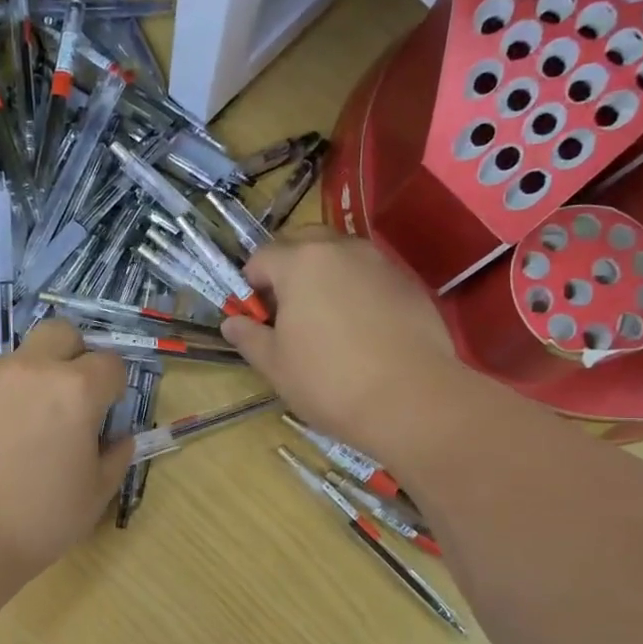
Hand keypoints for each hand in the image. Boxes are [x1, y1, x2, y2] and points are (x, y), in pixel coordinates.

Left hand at [0, 319, 133, 578]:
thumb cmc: (38, 520)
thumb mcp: (95, 495)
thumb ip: (115, 457)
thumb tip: (117, 439)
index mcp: (75, 390)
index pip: (110, 363)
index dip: (114, 387)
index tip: (106, 413)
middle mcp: (31, 370)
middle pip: (61, 333)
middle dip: (74, 355)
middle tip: (68, 397)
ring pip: (19, 359)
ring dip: (30, 381)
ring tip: (20, 430)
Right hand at [220, 228, 462, 469]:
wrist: (411, 400)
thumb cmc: (328, 381)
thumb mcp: (275, 365)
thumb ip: (249, 337)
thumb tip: (232, 322)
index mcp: (300, 263)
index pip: (261, 257)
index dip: (251, 285)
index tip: (256, 316)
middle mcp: (341, 250)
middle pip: (304, 243)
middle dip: (289, 268)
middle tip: (288, 311)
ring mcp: (381, 263)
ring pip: (342, 257)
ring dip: (326, 277)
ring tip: (327, 321)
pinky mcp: (410, 284)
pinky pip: (372, 277)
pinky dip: (359, 292)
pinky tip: (363, 331)